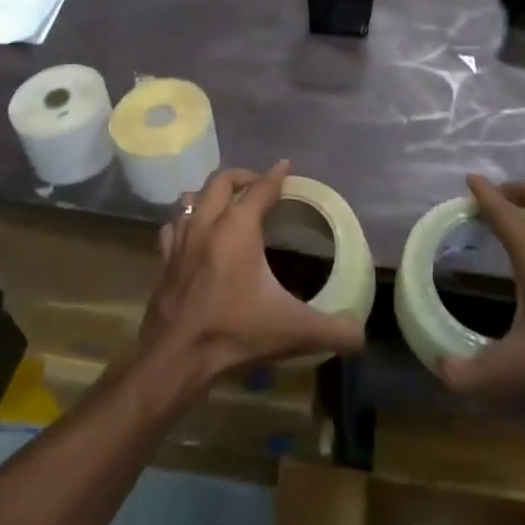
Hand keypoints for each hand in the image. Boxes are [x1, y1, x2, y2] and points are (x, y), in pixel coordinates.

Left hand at [139, 161, 366, 391]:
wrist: (175, 358)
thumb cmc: (234, 333)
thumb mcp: (293, 331)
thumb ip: (333, 331)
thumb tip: (360, 333)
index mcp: (237, 228)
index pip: (260, 189)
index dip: (276, 176)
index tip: (285, 166)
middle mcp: (206, 224)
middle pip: (221, 181)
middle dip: (242, 176)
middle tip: (259, 184)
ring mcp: (180, 240)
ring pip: (192, 199)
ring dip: (210, 195)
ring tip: (226, 204)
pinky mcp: (164, 261)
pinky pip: (174, 226)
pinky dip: (186, 220)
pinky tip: (194, 233)